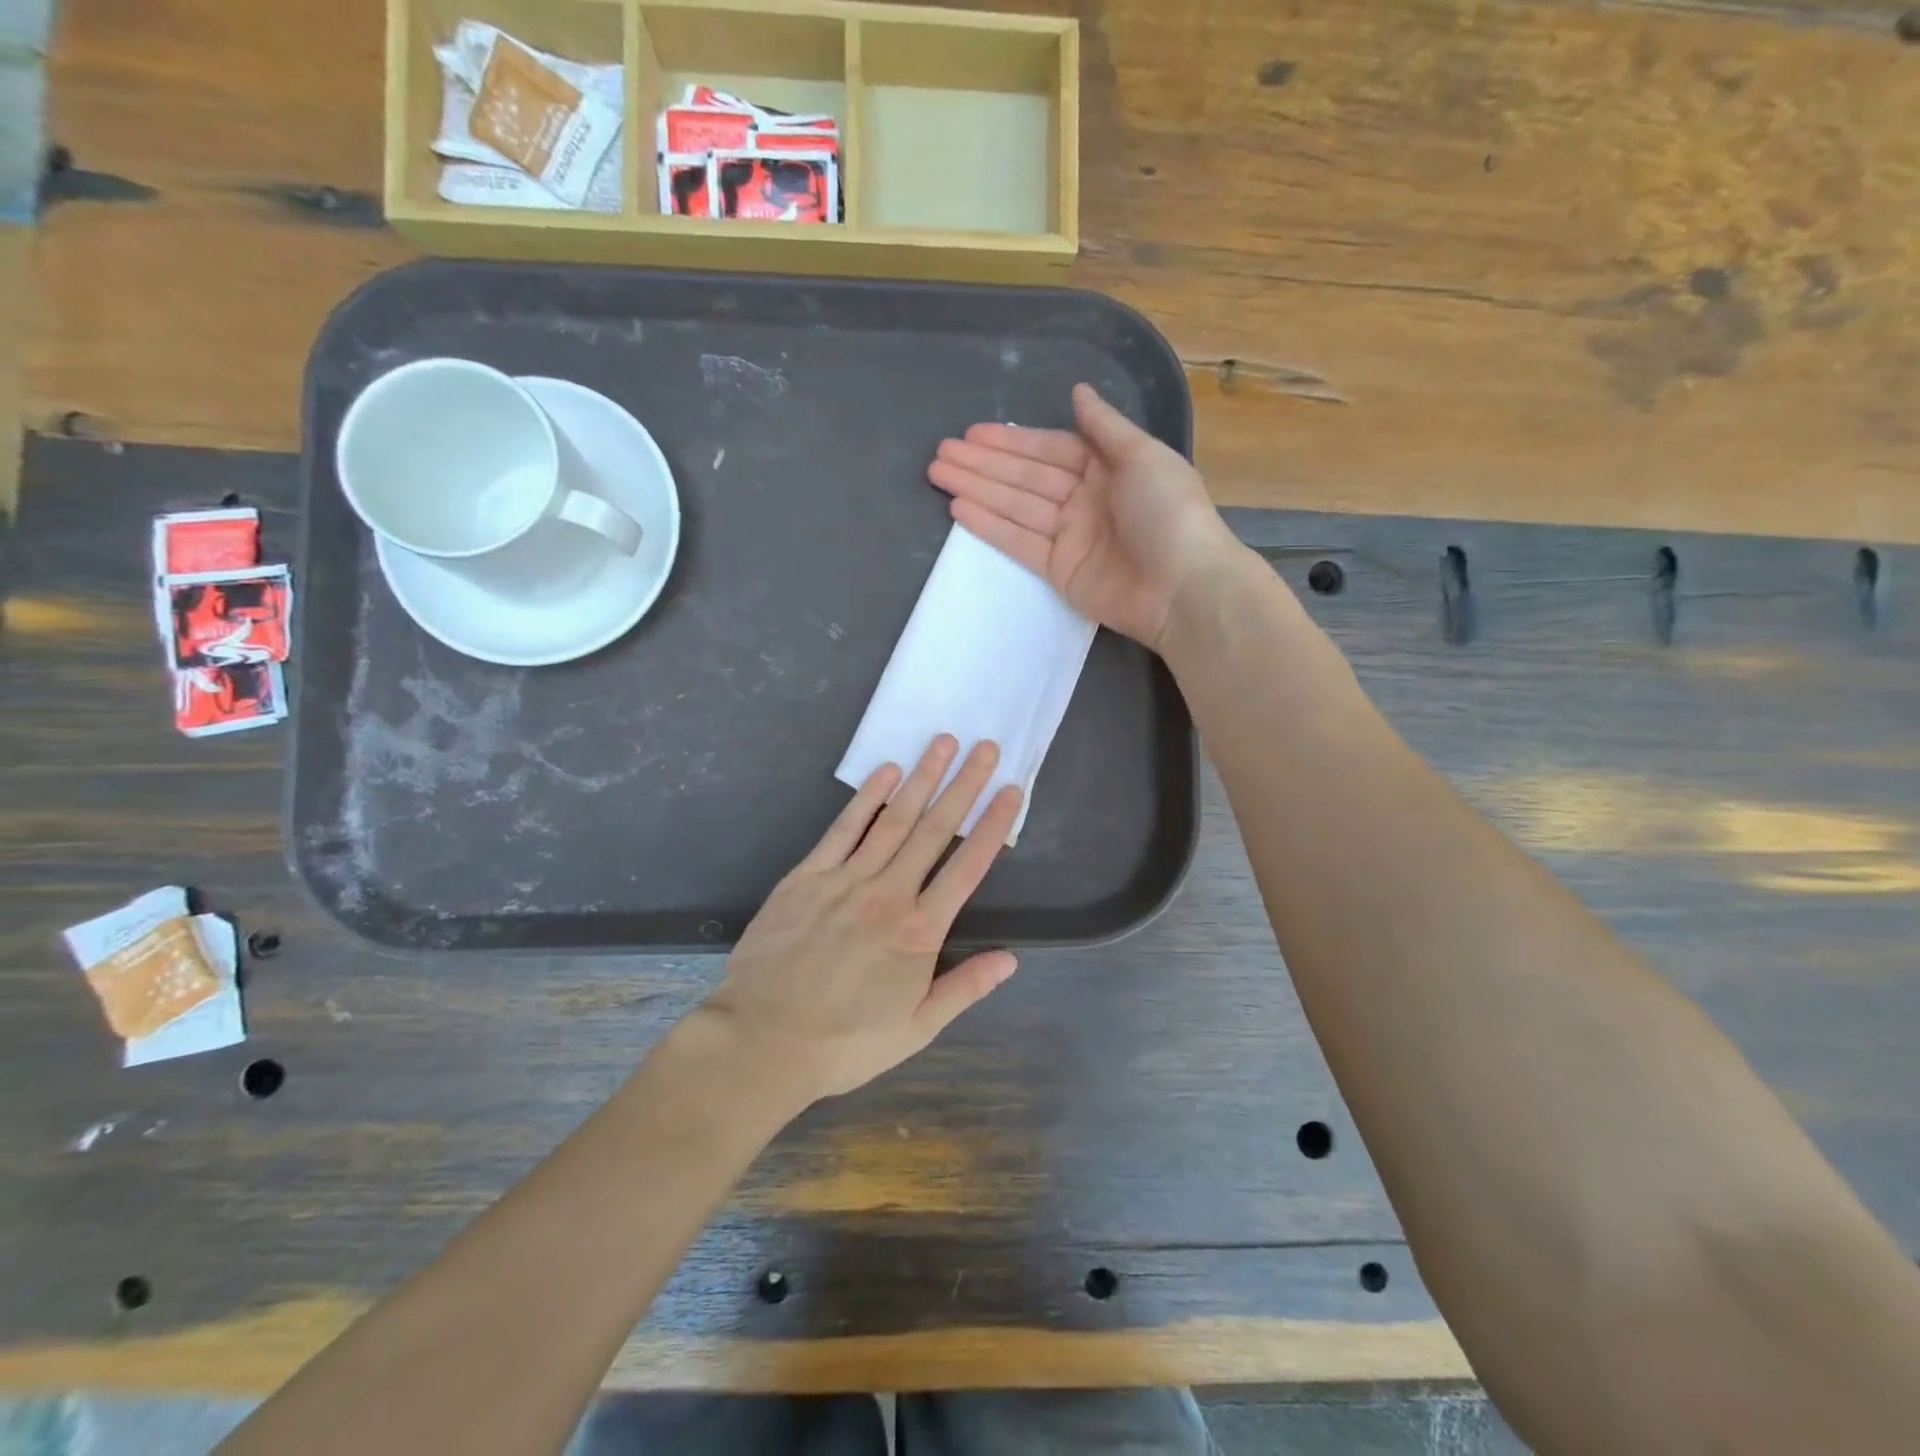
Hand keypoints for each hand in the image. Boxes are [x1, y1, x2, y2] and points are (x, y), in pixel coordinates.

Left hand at [702, 736, 1022, 1101]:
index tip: (1011, 790)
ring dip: (921, 778)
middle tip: (986, 747)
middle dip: (964, 786)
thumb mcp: (916, 1029)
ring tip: (943, 743)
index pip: (968, 867)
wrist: (763, 1041)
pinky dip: (867, 798)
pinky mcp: (807, 876)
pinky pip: (843, 829)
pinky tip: (886, 772)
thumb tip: (1011, 959)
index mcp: (919, 932)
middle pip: (935, 830)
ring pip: (893, 820)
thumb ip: (964, 988)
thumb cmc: (845, 1042)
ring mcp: (846, 880)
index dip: (993, 825)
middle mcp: (889, 894)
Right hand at [928, 383, 1241, 647]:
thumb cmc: (1169, 512)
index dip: (1010, 441)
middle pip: (1024, 477)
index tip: (972, 435)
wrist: (1182, 588)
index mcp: (1106, 469)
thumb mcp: (1143, 456)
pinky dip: (990, 526)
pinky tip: (960, 509)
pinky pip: (1018, 542)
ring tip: (938, 474)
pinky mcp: (1058, 570)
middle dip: (983, 464)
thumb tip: (1078, 392)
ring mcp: (1069, 537)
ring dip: (977, 489)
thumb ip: (1105, 426)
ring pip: (1014, 506)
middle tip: (940, 454)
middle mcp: (1083, 499)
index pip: (1048, 450)